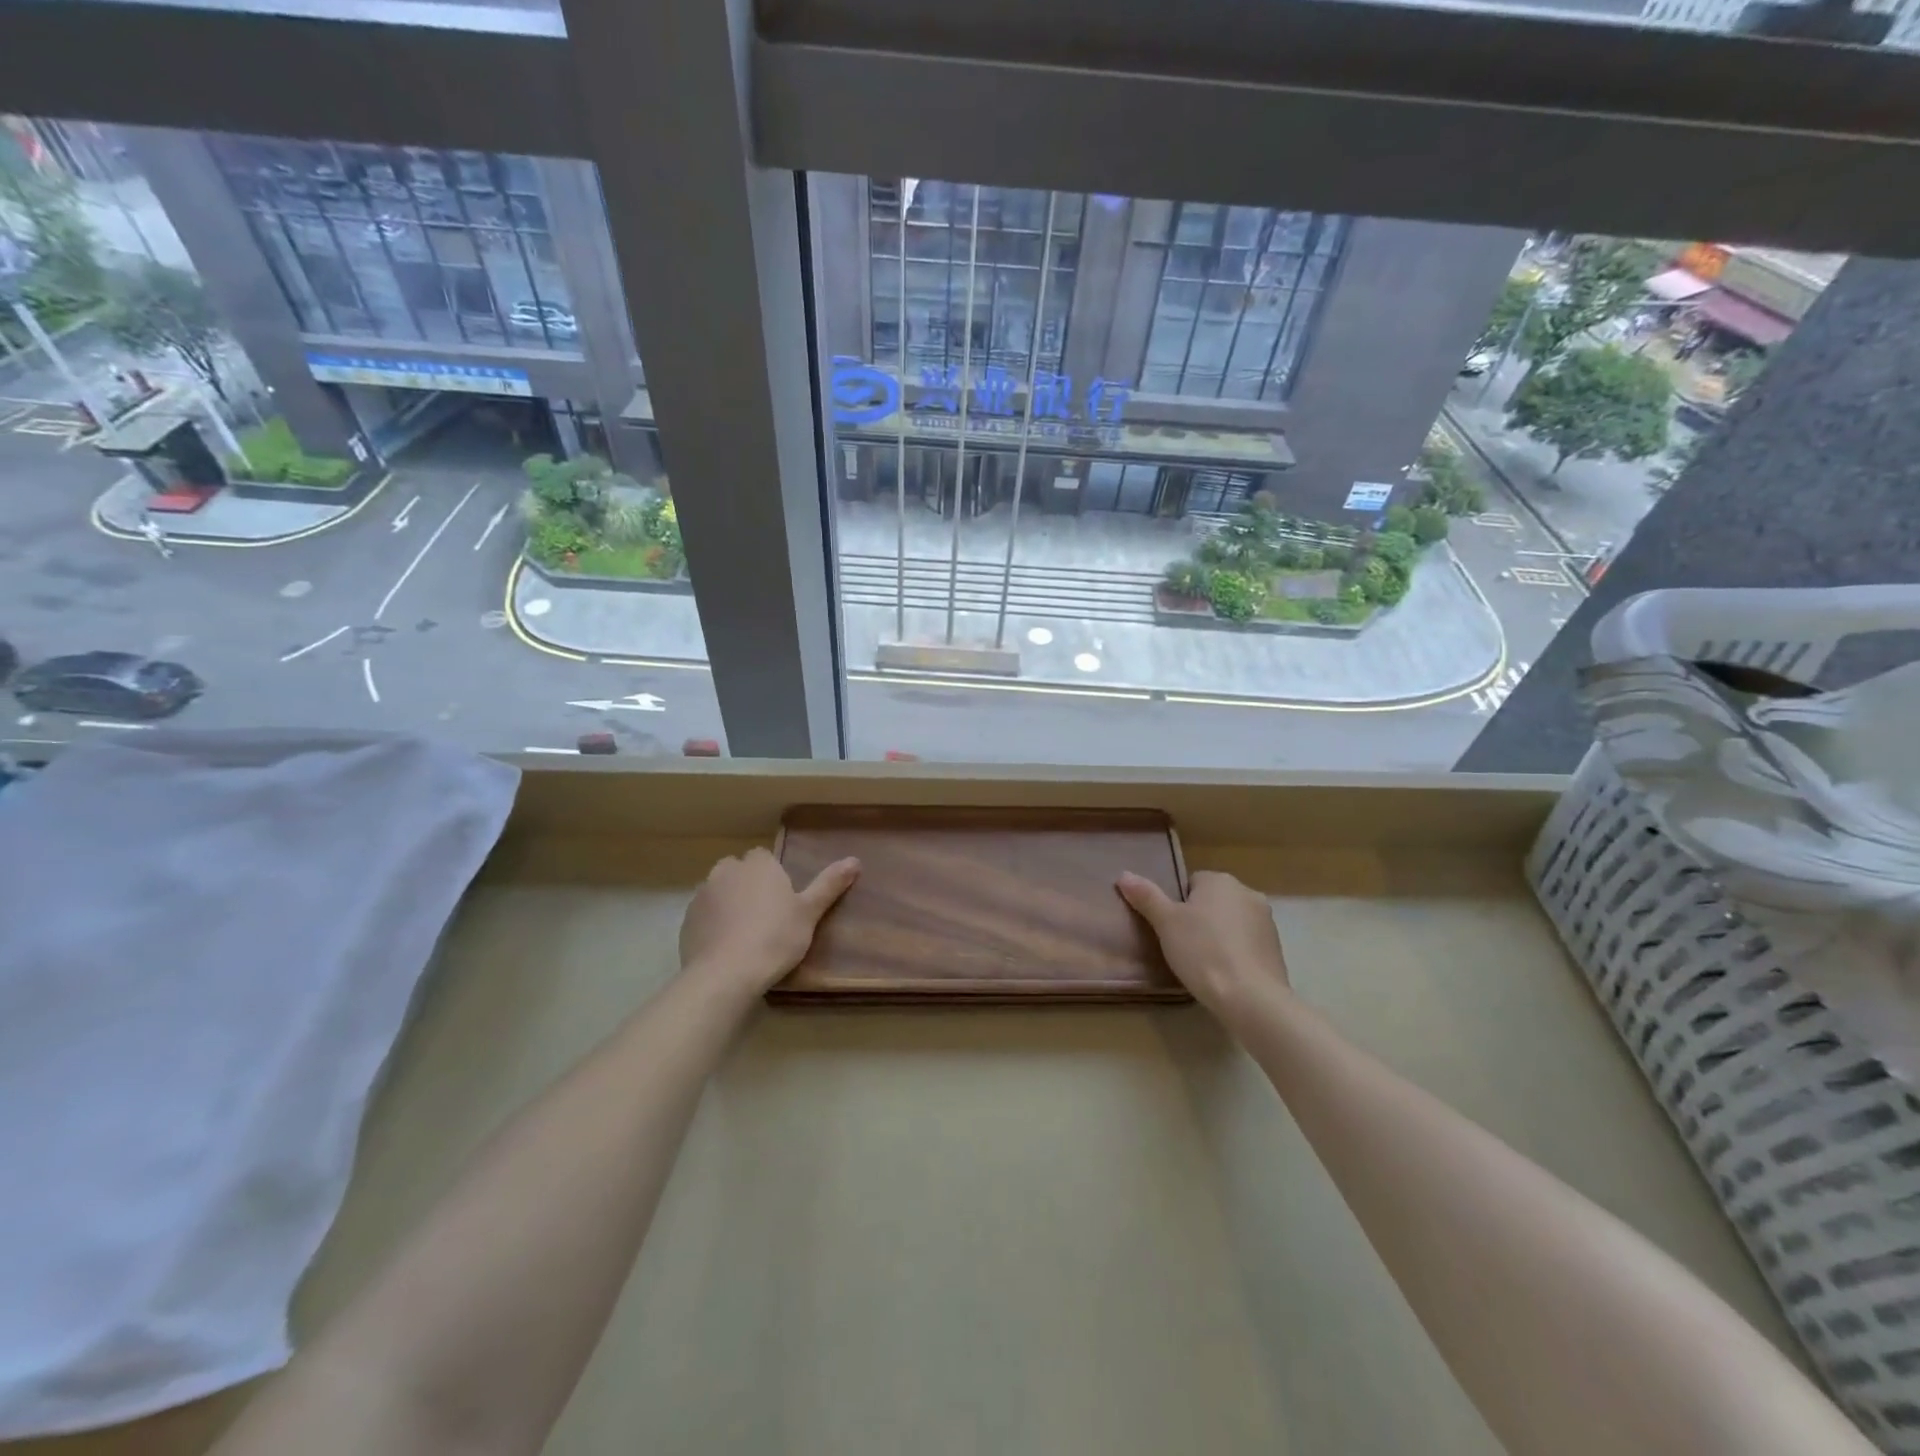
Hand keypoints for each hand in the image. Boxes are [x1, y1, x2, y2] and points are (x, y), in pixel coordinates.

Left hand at [679, 847, 859, 994]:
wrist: (726, 974)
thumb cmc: (775, 938)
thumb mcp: (809, 912)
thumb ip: (829, 885)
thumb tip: (855, 860)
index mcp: (757, 865)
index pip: (763, 857)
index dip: (772, 876)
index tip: (782, 900)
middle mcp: (726, 871)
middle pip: (738, 871)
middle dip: (747, 886)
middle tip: (765, 916)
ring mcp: (702, 896)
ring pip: (718, 892)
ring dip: (728, 904)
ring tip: (744, 934)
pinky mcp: (686, 921)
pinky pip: (704, 916)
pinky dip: (713, 925)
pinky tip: (725, 948)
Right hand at [1117, 869, 1289, 1018]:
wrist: (1251, 998)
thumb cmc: (1202, 952)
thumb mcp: (1165, 923)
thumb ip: (1146, 896)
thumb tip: (1124, 875)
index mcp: (1220, 880)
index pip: (1191, 883)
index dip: (1177, 906)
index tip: (1170, 929)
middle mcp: (1248, 893)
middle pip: (1212, 901)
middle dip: (1198, 919)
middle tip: (1182, 946)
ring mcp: (1266, 921)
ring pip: (1230, 922)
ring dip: (1218, 935)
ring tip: (1202, 963)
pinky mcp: (1276, 948)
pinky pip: (1246, 943)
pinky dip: (1234, 952)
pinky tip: (1223, 973)